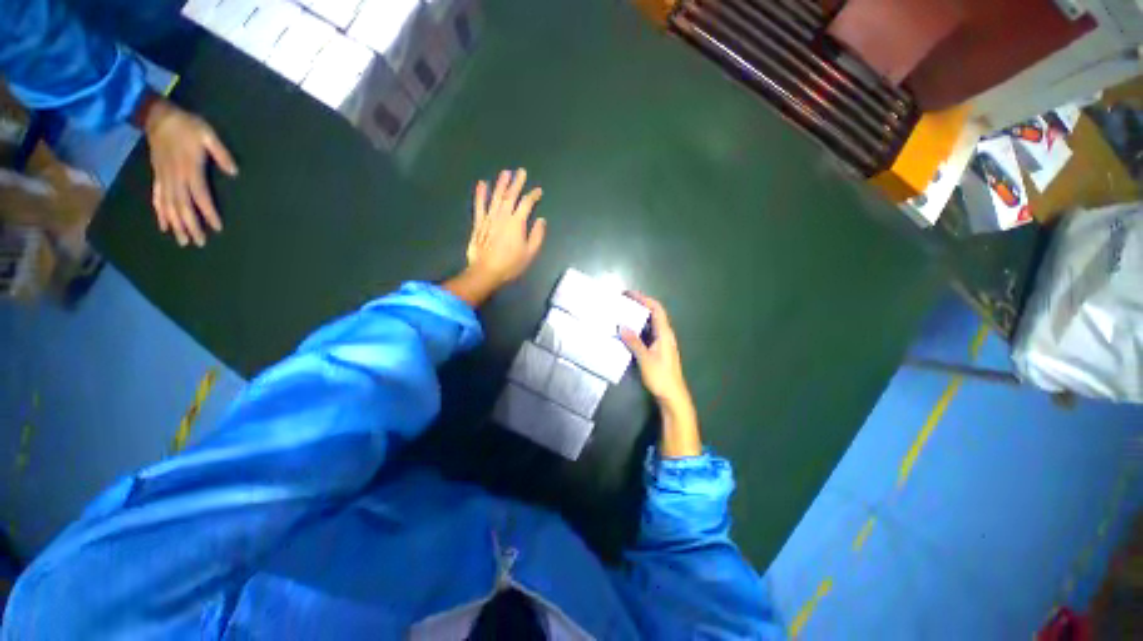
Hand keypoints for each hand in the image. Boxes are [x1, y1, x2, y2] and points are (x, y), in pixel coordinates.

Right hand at [144, 98, 237, 246]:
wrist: (158, 116)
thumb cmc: (187, 126)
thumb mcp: (208, 135)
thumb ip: (221, 154)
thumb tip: (234, 172)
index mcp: (190, 170)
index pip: (201, 197)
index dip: (208, 213)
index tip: (217, 228)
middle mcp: (175, 178)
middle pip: (183, 207)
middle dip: (191, 226)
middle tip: (199, 243)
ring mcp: (164, 178)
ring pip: (169, 207)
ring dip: (176, 224)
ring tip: (183, 241)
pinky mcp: (157, 176)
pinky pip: (157, 198)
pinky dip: (161, 213)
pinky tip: (164, 226)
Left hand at [444, 169, 546, 306]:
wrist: (486, 272)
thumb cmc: (510, 265)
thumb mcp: (529, 253)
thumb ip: (537, 236)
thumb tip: (541, 220)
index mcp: (517, 223)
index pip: (526, 204)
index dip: (533, 195)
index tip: (538, 191)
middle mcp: (503, 216)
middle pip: (511, 196)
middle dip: (517, 183)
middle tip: (521, 172)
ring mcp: (489, 218)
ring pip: (495, 197)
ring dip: (501, 184)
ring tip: (505, 173)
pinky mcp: (478, 223)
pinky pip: (479, 206)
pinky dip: (480, 194)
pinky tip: (482, 184)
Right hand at [620, 292, 700, 457]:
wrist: (673, 395)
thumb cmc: (661, 376)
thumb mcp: (644, 358)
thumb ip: (634, 342)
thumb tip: (622, 326)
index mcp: (664, 334)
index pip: (656, 309)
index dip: (644, 299)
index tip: (630, 294)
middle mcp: (665, 335)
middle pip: (654, 314)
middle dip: (641, 305)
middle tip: (624, 302)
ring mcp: (663, 343)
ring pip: (651, 324)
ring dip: (639, 317)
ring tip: (624, 314)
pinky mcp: (659, 351)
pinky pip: (649, 334)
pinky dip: (639, 329)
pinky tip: (629, 332)